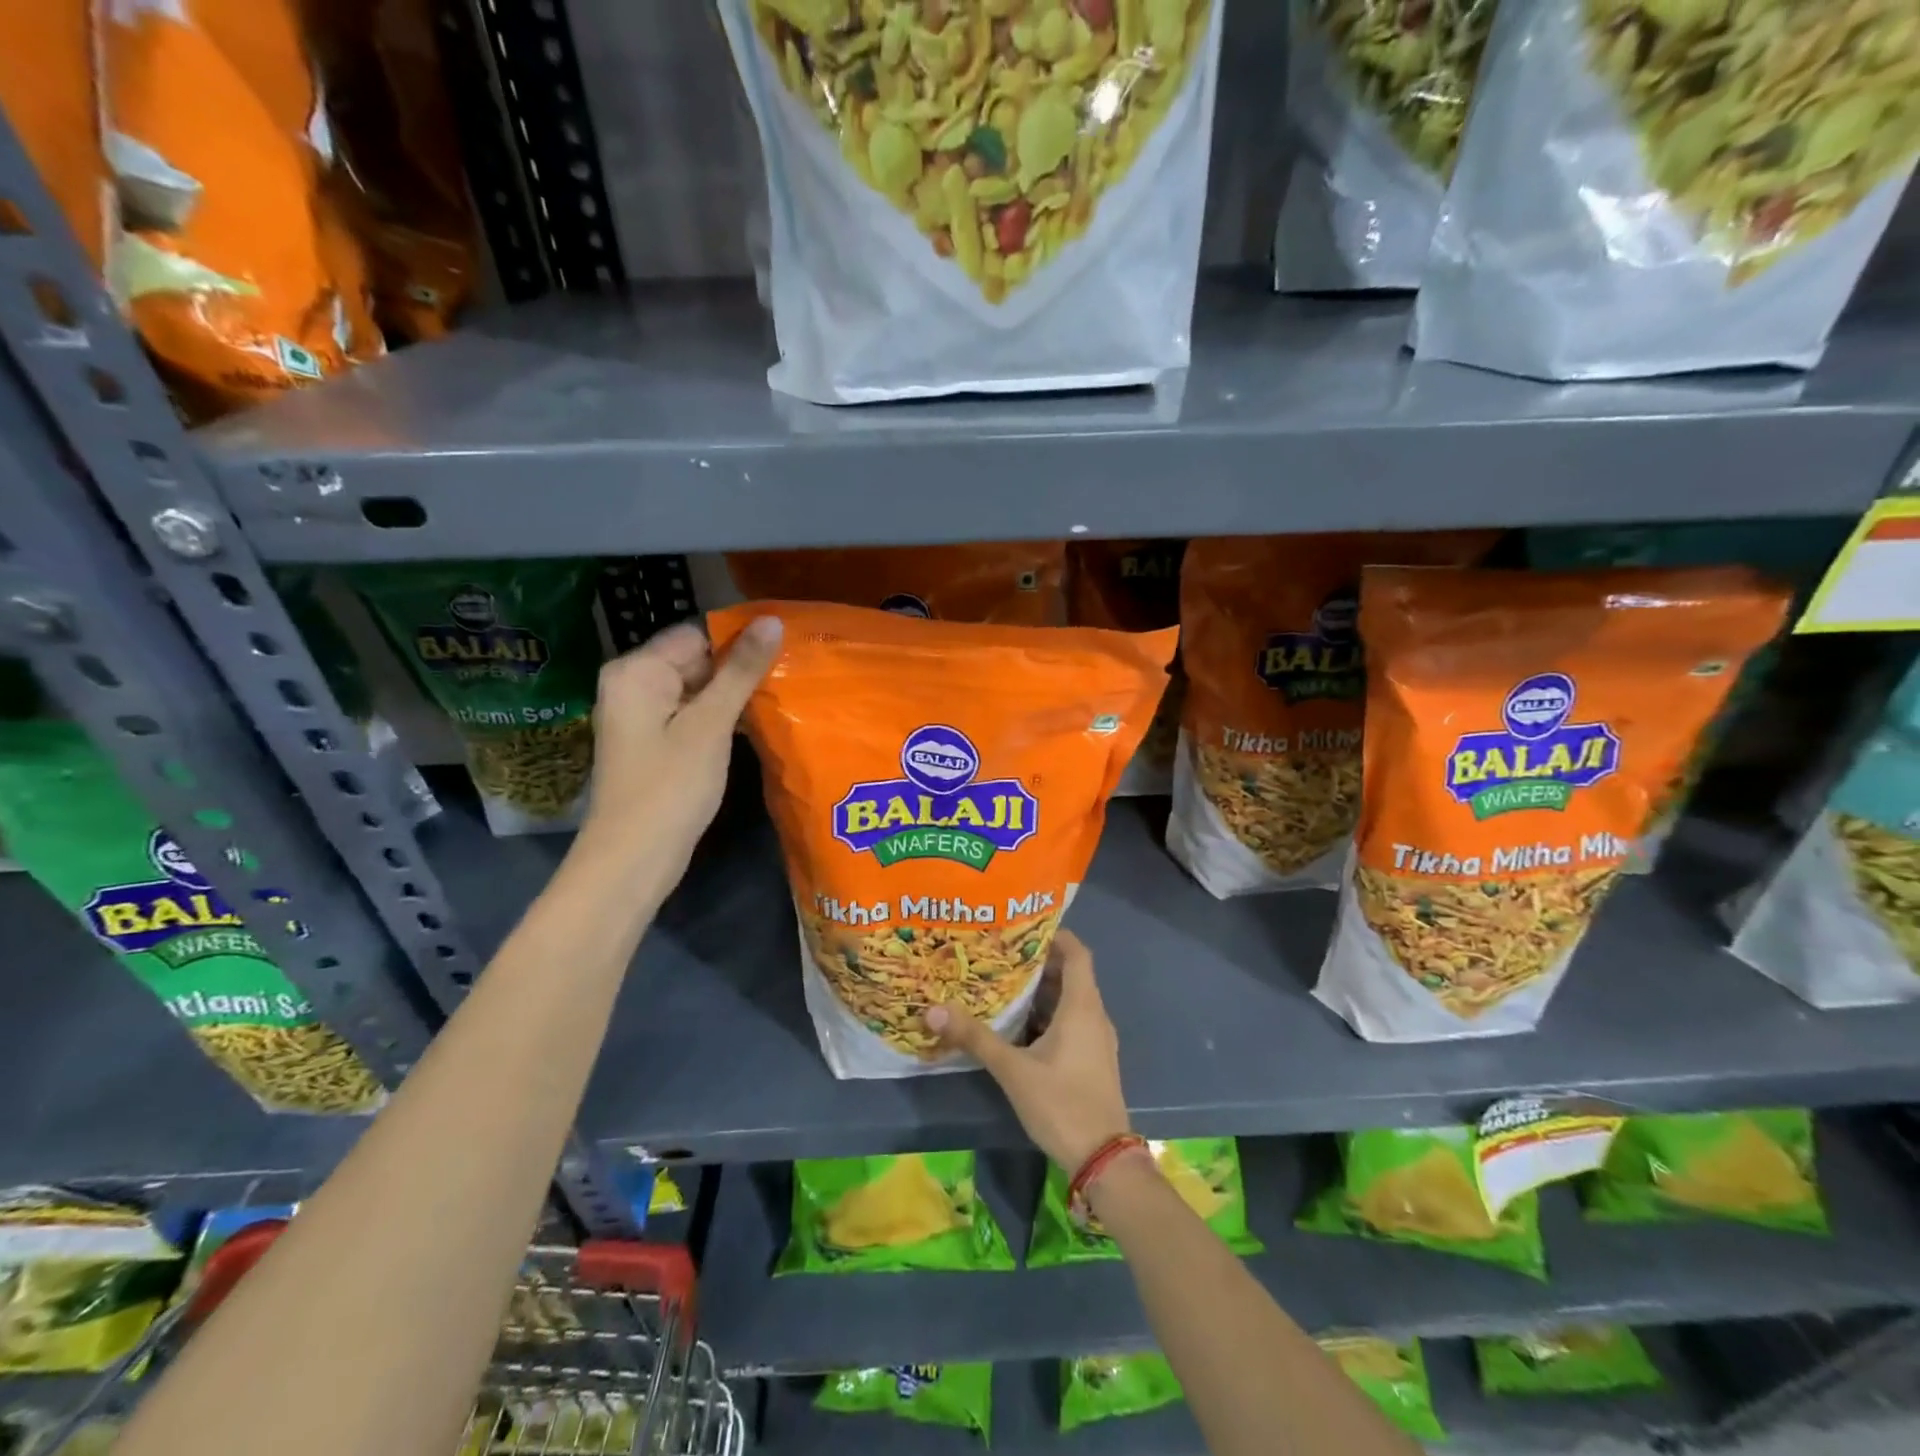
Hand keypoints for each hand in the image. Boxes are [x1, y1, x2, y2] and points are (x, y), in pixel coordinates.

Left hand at [580, 617, 781, 876]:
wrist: (634, 858)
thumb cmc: (671, 787)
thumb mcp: (711, 724)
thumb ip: (741, 671)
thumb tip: (771, 620)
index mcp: (637, 670)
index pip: (696, 634)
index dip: (739, 642)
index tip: (784, 653)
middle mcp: (632, 684)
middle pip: (695, 660)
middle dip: (738, 670)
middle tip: (788, 678)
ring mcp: (640, 715)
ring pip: (696, 689)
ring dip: (732, 696)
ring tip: (779, 698)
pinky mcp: (653, 742)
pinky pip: (690, 714)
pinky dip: (718, 718)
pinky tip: (751, 725)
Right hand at [926, 930, 1130, 1170]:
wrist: (1103, 1161)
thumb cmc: (1062, 1104)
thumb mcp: (1013, 1070)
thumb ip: (975, 1038)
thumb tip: (933, 1010)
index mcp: (1082, 1007)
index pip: (1077, 953)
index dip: (1055, 935)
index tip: (1022, 927)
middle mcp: (1094, 1016)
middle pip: (1071, 975)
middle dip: (1038, 963)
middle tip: (1000, 954)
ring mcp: (1097, 1040)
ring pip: (1070, 1001)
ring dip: (1042, 991)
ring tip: (1003, 983)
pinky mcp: (1092, 1060)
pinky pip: (1071, 1022)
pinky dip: (1048, 1015)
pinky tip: (1018, 1025)